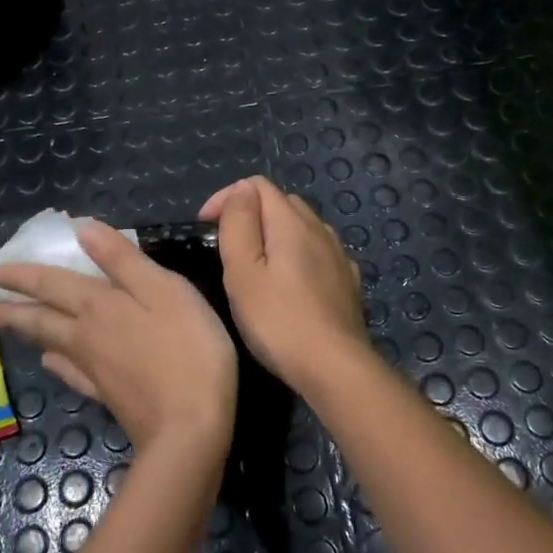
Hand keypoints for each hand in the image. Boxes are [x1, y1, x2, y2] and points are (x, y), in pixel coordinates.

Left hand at [0, 221, 236, 456]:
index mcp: (98, 306)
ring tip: (13, 327)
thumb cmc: (186, 349)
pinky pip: (72, 374)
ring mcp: (95, 370)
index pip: (51, 284)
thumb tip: (82, 230)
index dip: (24, 275)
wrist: (189, 429)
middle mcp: (86, 336)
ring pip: (52, 344)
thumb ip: (123, 260)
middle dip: (14, 309)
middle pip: (41, 319)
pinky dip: (58, 365)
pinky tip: (52, 363)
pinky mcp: (108, 397)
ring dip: (30, 332)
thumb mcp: (164, 290)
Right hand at [199, 176, 371, 392]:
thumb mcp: (243, 271)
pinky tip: (291, 282)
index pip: (257, 185)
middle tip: (226, 247)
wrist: (335, 367)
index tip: (205, 227)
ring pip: (303, 227)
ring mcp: (338, 255)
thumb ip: (239, 223)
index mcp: (291, 222)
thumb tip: (241, 190)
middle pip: (282, 202)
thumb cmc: (278, 320)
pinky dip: (299, 255)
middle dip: (251, 214)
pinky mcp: (347, 281)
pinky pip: (319, 253)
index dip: (227, 198)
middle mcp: (320, 229)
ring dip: (276, 234)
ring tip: (256, 265)